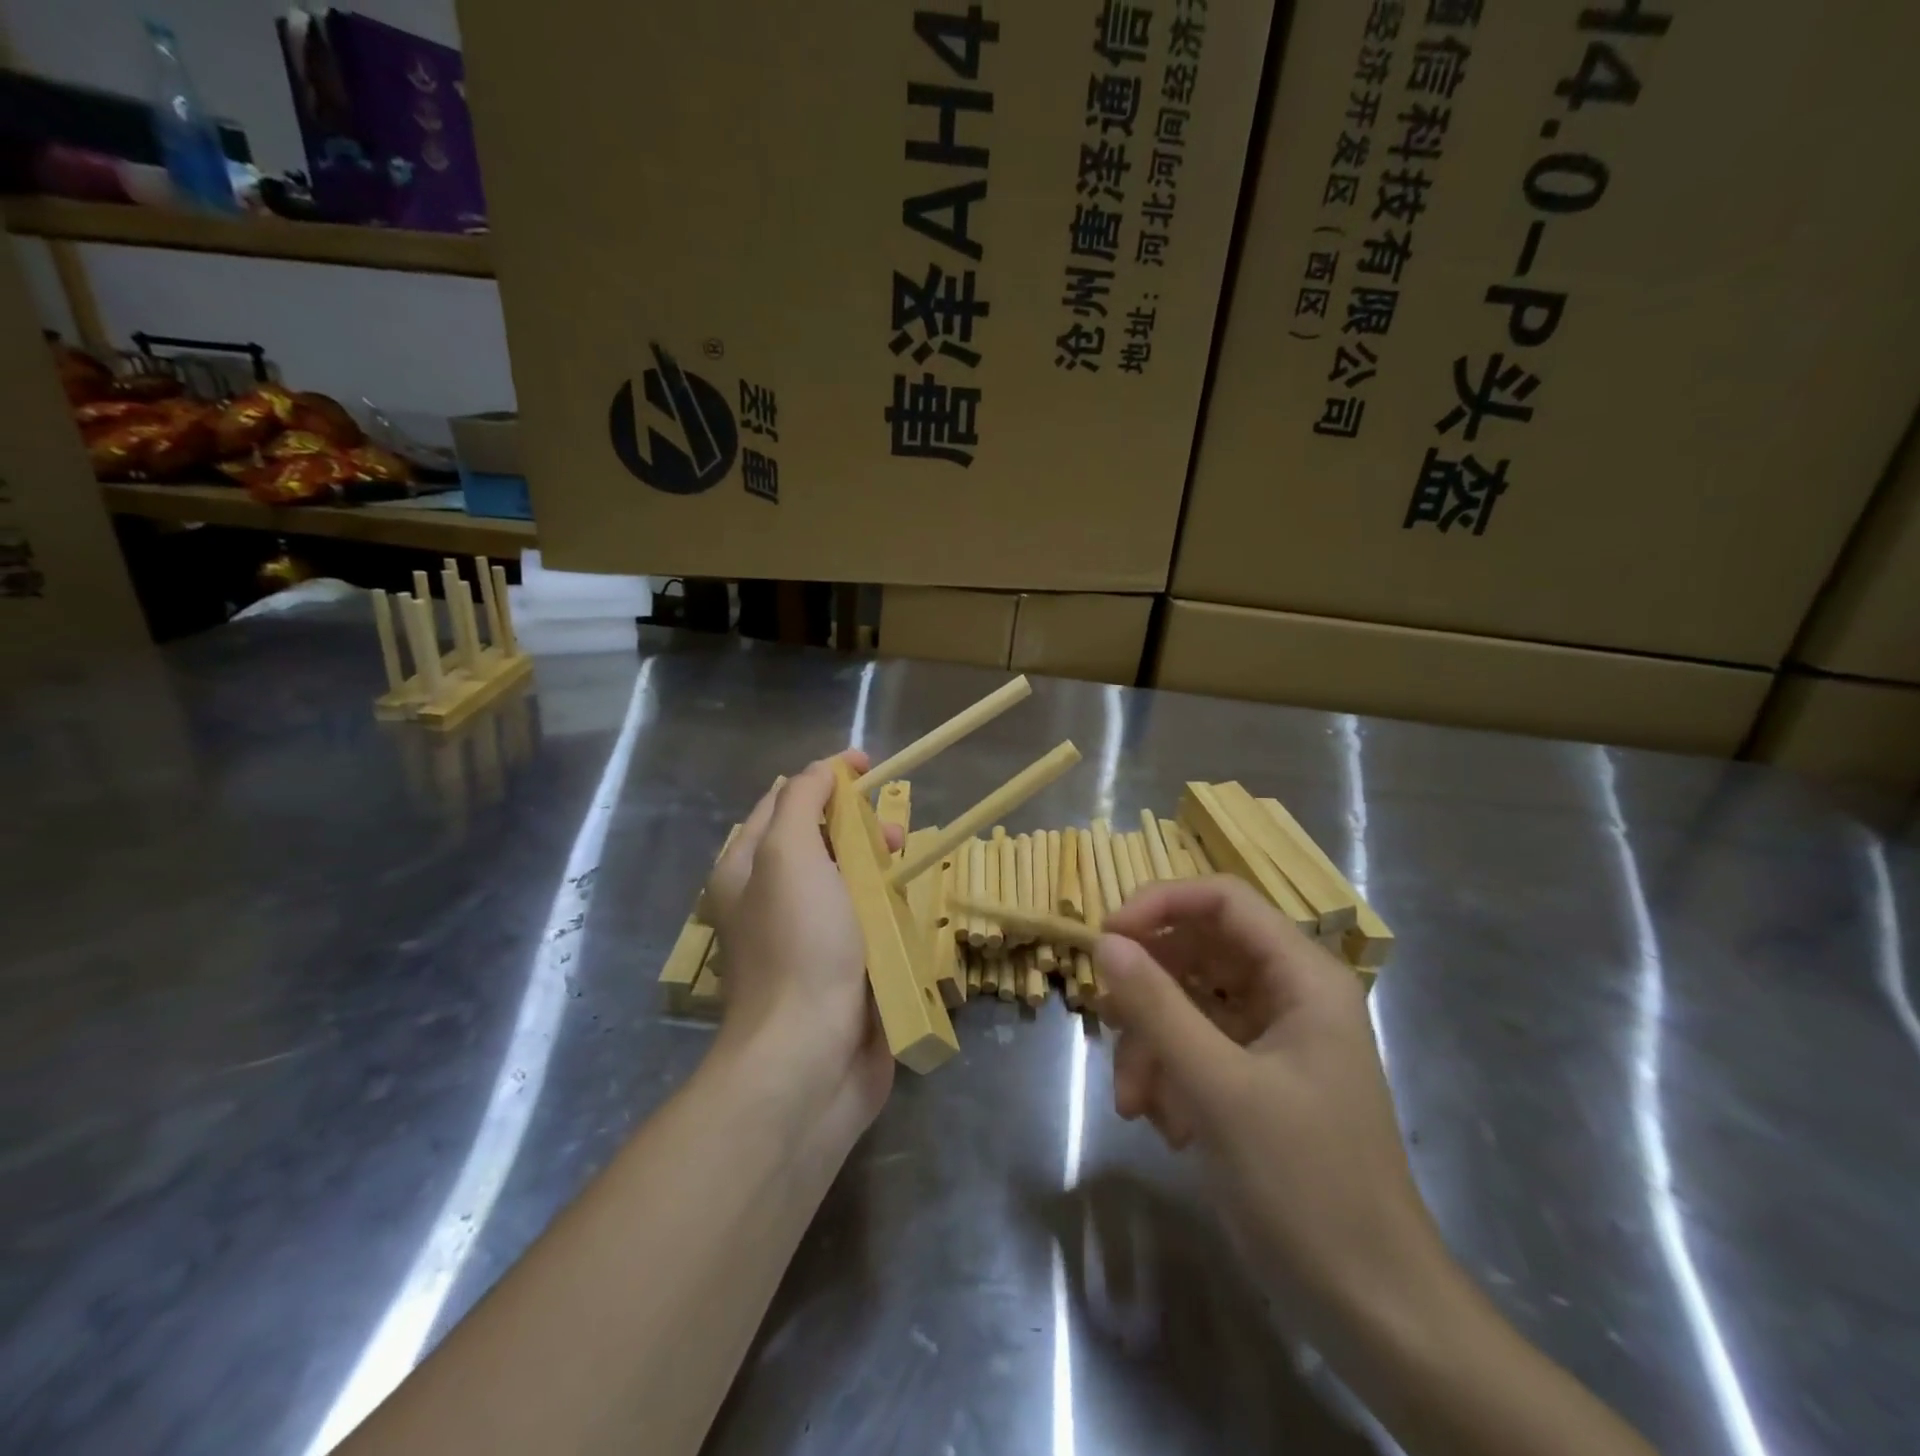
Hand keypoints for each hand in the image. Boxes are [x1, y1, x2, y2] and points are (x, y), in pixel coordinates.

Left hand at [703, 751, 897, 1141]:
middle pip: (820, 841)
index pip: (783, 801)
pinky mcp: (842, 971)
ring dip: (878, 867)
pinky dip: (888, 909)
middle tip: (891, 833)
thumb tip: (821, 771)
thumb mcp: (789, 855)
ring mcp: (808, 938)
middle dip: (857, 826)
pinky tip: (909, 910)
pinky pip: (868, 923)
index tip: (867, 765)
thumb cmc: (799, 946)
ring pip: (849, 882)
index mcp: (747, 869)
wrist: (810, 1057)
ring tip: (906, 869)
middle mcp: (772, 899)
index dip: (823, 777)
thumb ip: (801, 802)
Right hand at [1095, 877, 1449, 1346]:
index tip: (1106, 936)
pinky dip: (1169, 1074)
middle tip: (1108, 1020)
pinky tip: (1166, 1126)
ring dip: (1151, 1044)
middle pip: (1198, 950)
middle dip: (1149, 990)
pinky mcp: (1256, 1076)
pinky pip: (1195, 1047)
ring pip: (1188, 1002)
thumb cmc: (1304, 1184)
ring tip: (1134, 1102)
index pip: (1222, 899)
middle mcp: (1289, 993)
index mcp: (1303, 976)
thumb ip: (1157, 1006)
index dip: (1160, 903)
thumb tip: (1104, 941)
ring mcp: (1273, 1036)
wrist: (1370, 1307)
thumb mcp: (1218, 1088)